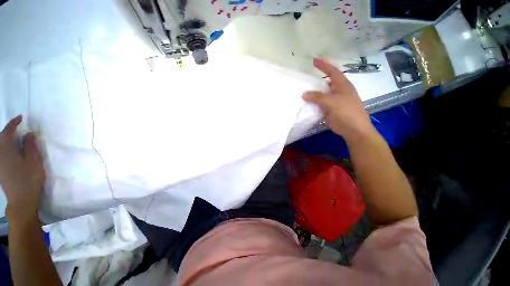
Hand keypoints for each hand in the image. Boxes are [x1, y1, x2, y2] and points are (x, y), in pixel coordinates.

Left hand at [0, 115, 44, 219]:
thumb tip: (28, 133)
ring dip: (7, 140)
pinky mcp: (0, 170)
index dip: (13, 123)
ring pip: (1, 146)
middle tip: (18, 128)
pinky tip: (13, 151)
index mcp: (7, 151)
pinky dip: (6, 148)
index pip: (7, 132)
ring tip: (16, 139)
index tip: (21, 117)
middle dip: (9, 131)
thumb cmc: (29, 179)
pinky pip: (1, 153)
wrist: (21, 200)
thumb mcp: (34, 162)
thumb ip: (30, 146)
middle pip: (1, 138)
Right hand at [303, 58, 372, 141]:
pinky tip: (305, 103)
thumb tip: (304, 93)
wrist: (353, 129)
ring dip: (313, 92)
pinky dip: (312, 102)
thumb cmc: (347, 112)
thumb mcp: (333, 102)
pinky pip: (319, 103)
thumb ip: (318, 97)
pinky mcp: (329, 109)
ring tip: (302, 89)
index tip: (313, 60)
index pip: (332, 71)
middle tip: (305, 77)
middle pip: (325, 82)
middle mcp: (337, 91)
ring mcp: (333, 101)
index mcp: (342, 85)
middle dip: (316, 78)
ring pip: (321, 93)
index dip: (323, 65)